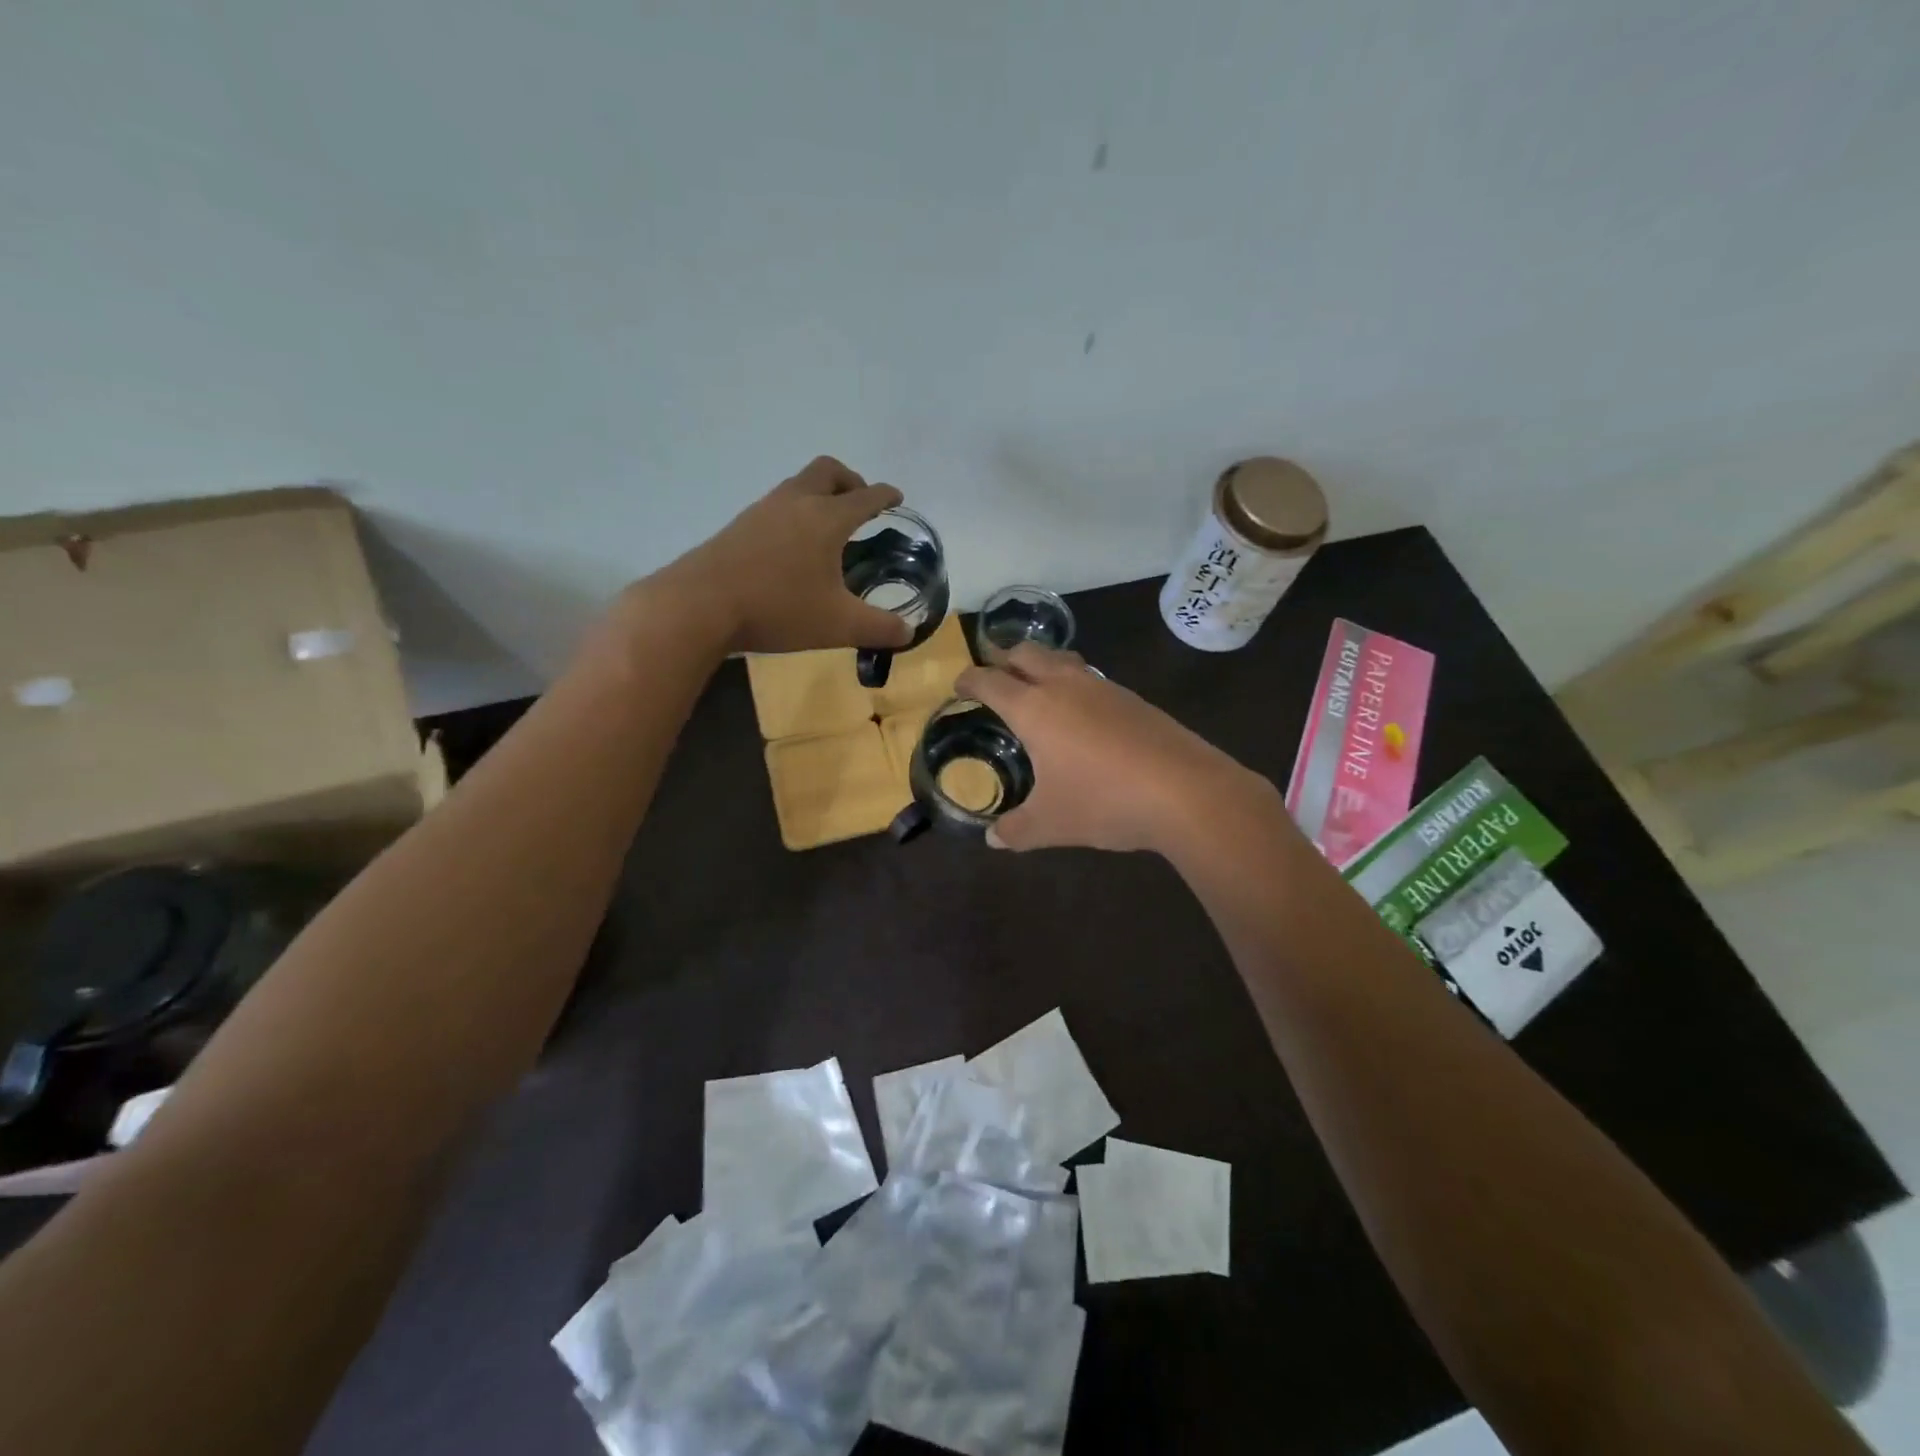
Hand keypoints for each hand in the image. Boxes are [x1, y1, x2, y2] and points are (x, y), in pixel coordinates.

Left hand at [645, 457, 916, 654]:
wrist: (700, 605)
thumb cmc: (779, 608)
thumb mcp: (839, 625)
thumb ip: (879, 628)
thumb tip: (908, 631)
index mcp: (826, 519)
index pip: (865, 497)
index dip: (885, 495)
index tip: (896, 497)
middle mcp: (796, 503)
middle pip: (827, 471)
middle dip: (850, 480)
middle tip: (860, 503)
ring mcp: (762, 511)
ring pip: (798, 485)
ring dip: (819, 495)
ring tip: (828, 527)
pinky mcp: (739, 526)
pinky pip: (777, 506)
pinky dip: (795, 513)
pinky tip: (793, 547)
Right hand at [954, 644, 1269, 852]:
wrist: (1185, 791)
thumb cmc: (1104, 802)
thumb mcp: (1051, 824)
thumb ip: (1016, 829)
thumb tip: (993, 838)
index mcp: (1034, 708)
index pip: (989, 680)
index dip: (969, 680)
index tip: (959, 686)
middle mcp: (1064, 686)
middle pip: (1026, 653)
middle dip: (1003, 658)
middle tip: (994, 675)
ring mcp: (1102, 687)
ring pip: (1062, 658)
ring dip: (1041, 664)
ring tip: (1036, 686)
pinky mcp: (1132, 698)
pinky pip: (1091, 677)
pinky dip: (1073, 682)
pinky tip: (1082, 713)